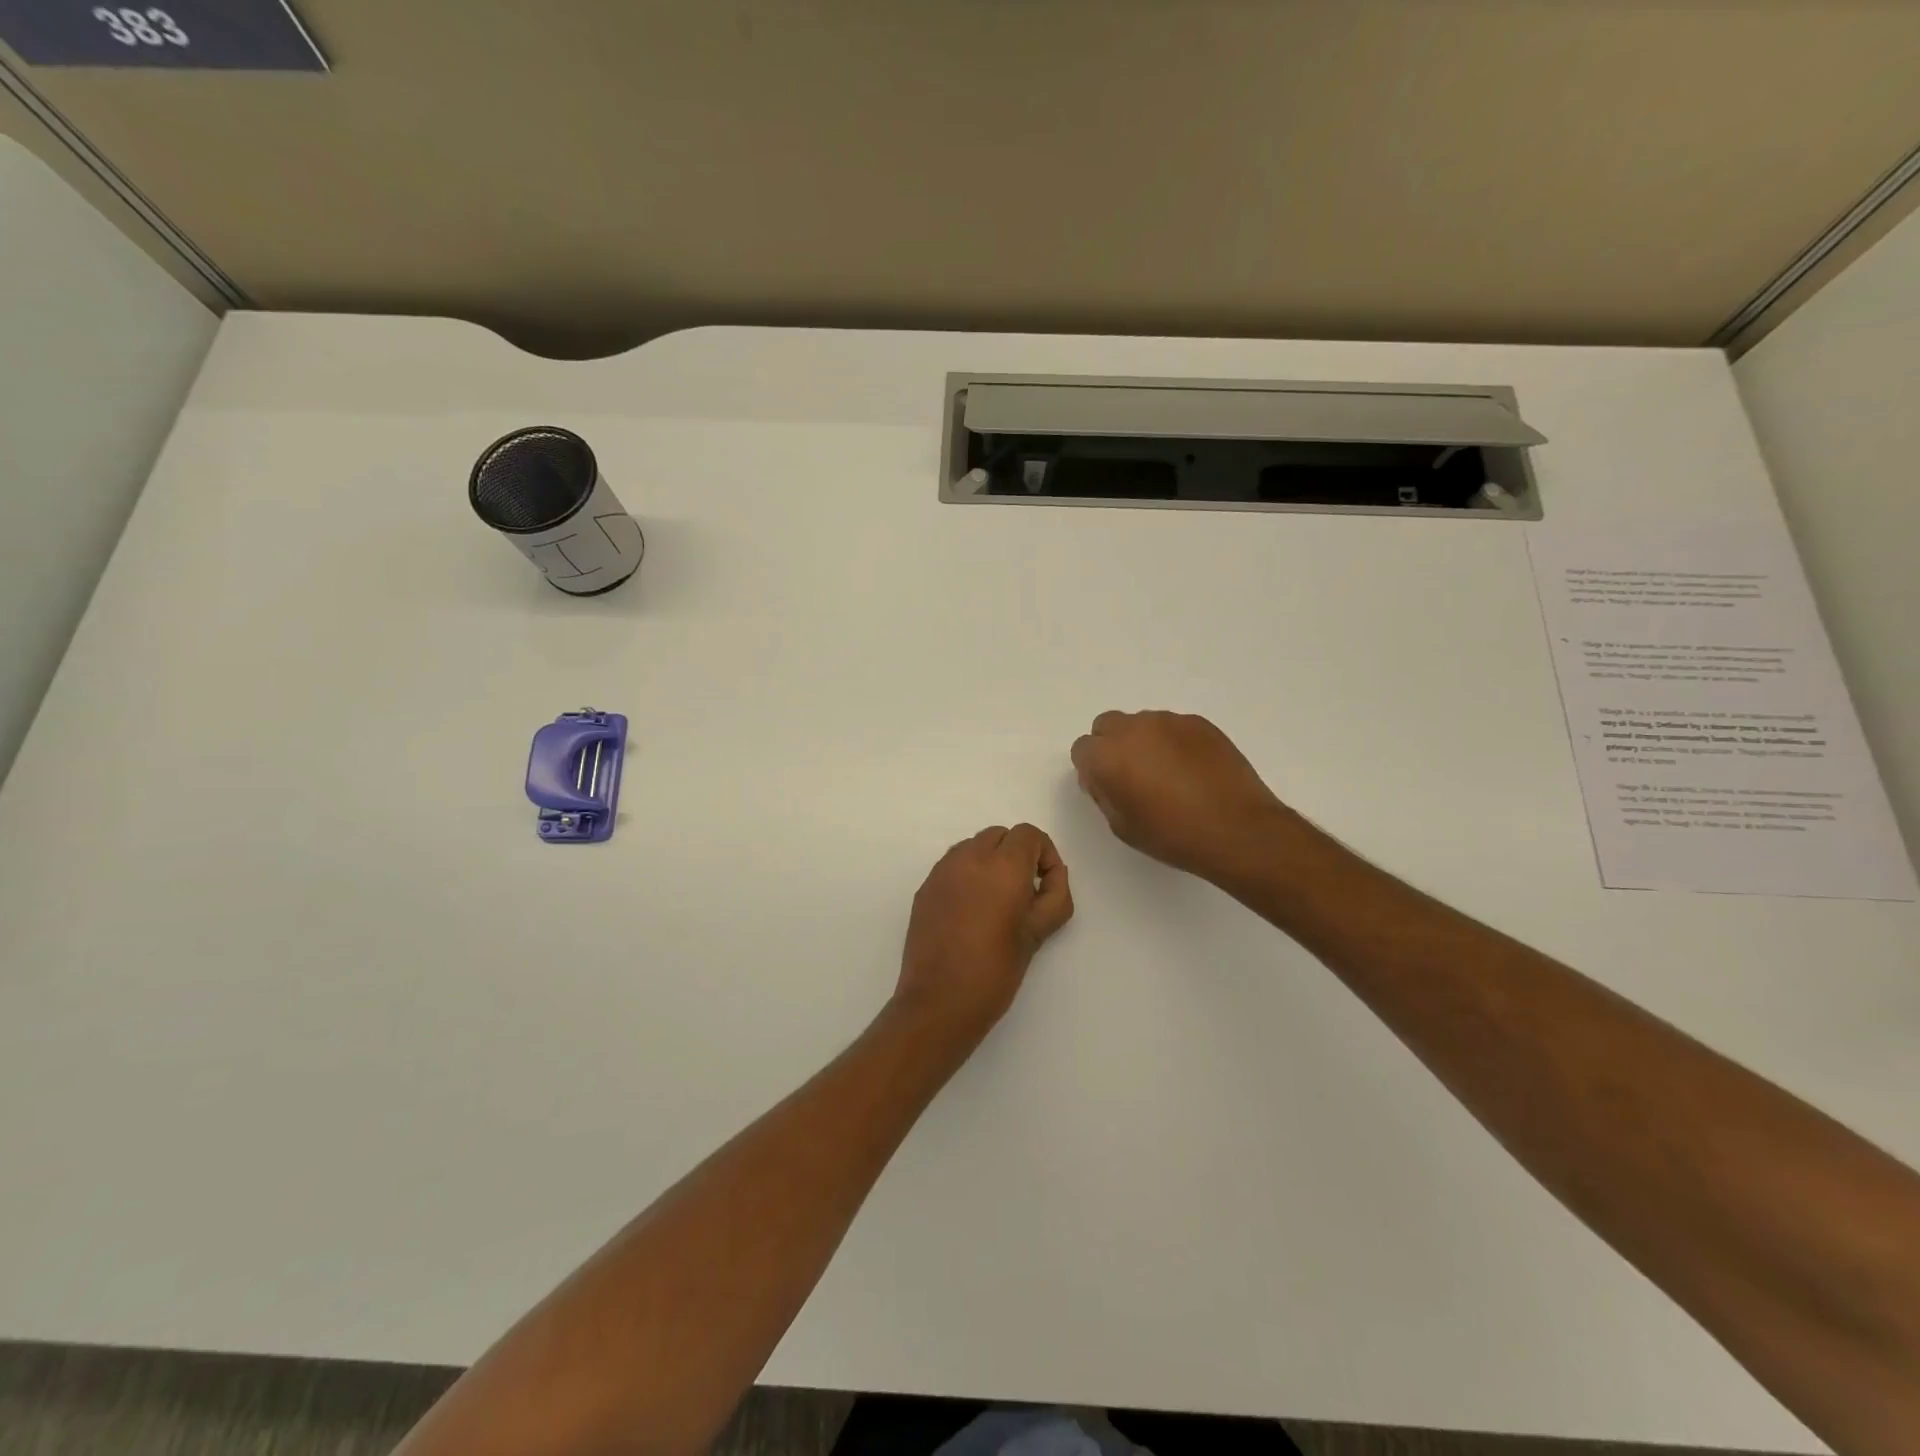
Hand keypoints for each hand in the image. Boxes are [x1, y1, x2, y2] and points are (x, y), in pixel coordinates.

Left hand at [892, 825, 1073, 1048]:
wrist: (939, 1001)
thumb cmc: (996, 970)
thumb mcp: (1038, 933)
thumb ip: (1055, 895)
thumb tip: (1053, 874)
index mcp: (1002, 866)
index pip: (1028, 834)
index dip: (1044, 854)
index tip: (1045, 885)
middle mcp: (969, 858)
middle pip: (1000, 836)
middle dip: (1017, 855)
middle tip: (1024, 894)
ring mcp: (942, 871)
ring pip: (974, 847)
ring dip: (990, 862)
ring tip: (996, 903)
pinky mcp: (925, 888)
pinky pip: (953, 866)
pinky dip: (967, 875)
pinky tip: (970, 913)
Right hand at [1071, 710, 1298, 883]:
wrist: (1237, 829)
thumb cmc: (1172, 835)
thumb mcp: (1121, 825)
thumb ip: (1103, 794)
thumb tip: (1102, 777)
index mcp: (1107, 756)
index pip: (1082, 749)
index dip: (1092, 769)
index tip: (1108, 788)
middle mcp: (1133, 729)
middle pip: (1107, 725)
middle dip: (1112, 746)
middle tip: (1132, 776)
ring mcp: (1168, 721)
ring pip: (1141, 723)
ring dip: (1143, 742)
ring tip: (1167, 774)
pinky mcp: (1199, 723)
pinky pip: (1173, 727)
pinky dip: (1173, 742)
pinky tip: (1191, 770)